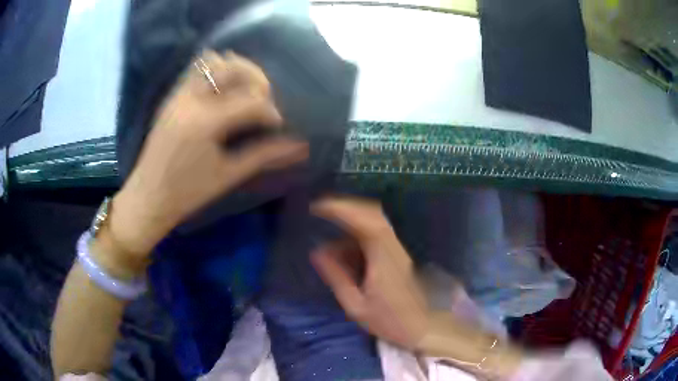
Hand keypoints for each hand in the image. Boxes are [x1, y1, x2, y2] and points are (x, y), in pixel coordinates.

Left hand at [110, 51, 307, 257]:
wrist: (148, 196)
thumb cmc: (188, 193)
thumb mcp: (228, 175)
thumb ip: (264, 155)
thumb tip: (300, 147)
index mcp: (205, 123)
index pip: (251, 101)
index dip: (271, 111)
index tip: (277, 124)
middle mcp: (191, 100)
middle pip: (234, 68)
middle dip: (257, 80)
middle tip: (263, 100)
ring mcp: (179, 95)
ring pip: (213, 62)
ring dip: (236, 70)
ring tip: (244, 91)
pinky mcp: (171, 97)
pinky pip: (196, 70)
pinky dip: (215, 71)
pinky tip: (223, 91)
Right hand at [310, 197, 429, 349]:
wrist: (423, 327)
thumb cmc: (390, 321)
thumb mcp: (356, 305)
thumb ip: (337, 277)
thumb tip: (317, 252)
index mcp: (383, 259)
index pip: (365, 222)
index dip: (342, 209)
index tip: (318, 207)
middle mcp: (392, 248)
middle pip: (372, 214)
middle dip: (345, 207)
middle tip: (320, 209)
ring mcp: (396, 250)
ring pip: (374, 222)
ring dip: (351, 219)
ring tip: (328, 229)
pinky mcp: (396, 254)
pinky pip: (376, 234)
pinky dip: (357, 233)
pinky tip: (343, 249)